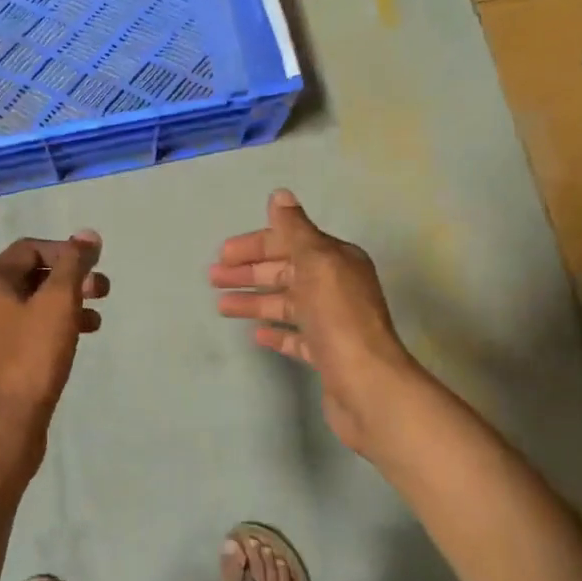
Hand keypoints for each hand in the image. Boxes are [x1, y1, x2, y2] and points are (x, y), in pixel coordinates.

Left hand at [0, 232, 107, 446]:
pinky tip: (74, 345)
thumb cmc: (31, 359)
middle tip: (102, 292)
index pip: (29, 249)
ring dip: (65, 306)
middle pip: (30, 277)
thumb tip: (87, 234)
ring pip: (30, 308)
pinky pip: (25, 334)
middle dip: (69, 279)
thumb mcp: (57, 304)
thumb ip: (73, 265)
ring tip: (96, 321)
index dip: (65, 251)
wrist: (2, 428)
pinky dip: (52, 330)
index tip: (94, 266)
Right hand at [211, 190, 419, 455]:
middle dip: (249, 272)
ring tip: (222, 307)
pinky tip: (255, 334)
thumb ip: (295, 229)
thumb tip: (280, 195)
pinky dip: (275, 332)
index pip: (290, 243)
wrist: (367, 385)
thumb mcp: (316, 263)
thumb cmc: (338, 318)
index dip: (255, 245)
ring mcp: (331, 323)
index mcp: (337, 261)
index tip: (223, 254)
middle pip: (285, 272)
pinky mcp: (326, 354)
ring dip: (254, 301)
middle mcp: (336, 287)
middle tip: (213, 278)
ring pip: (286, 304)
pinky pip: (295, 337)